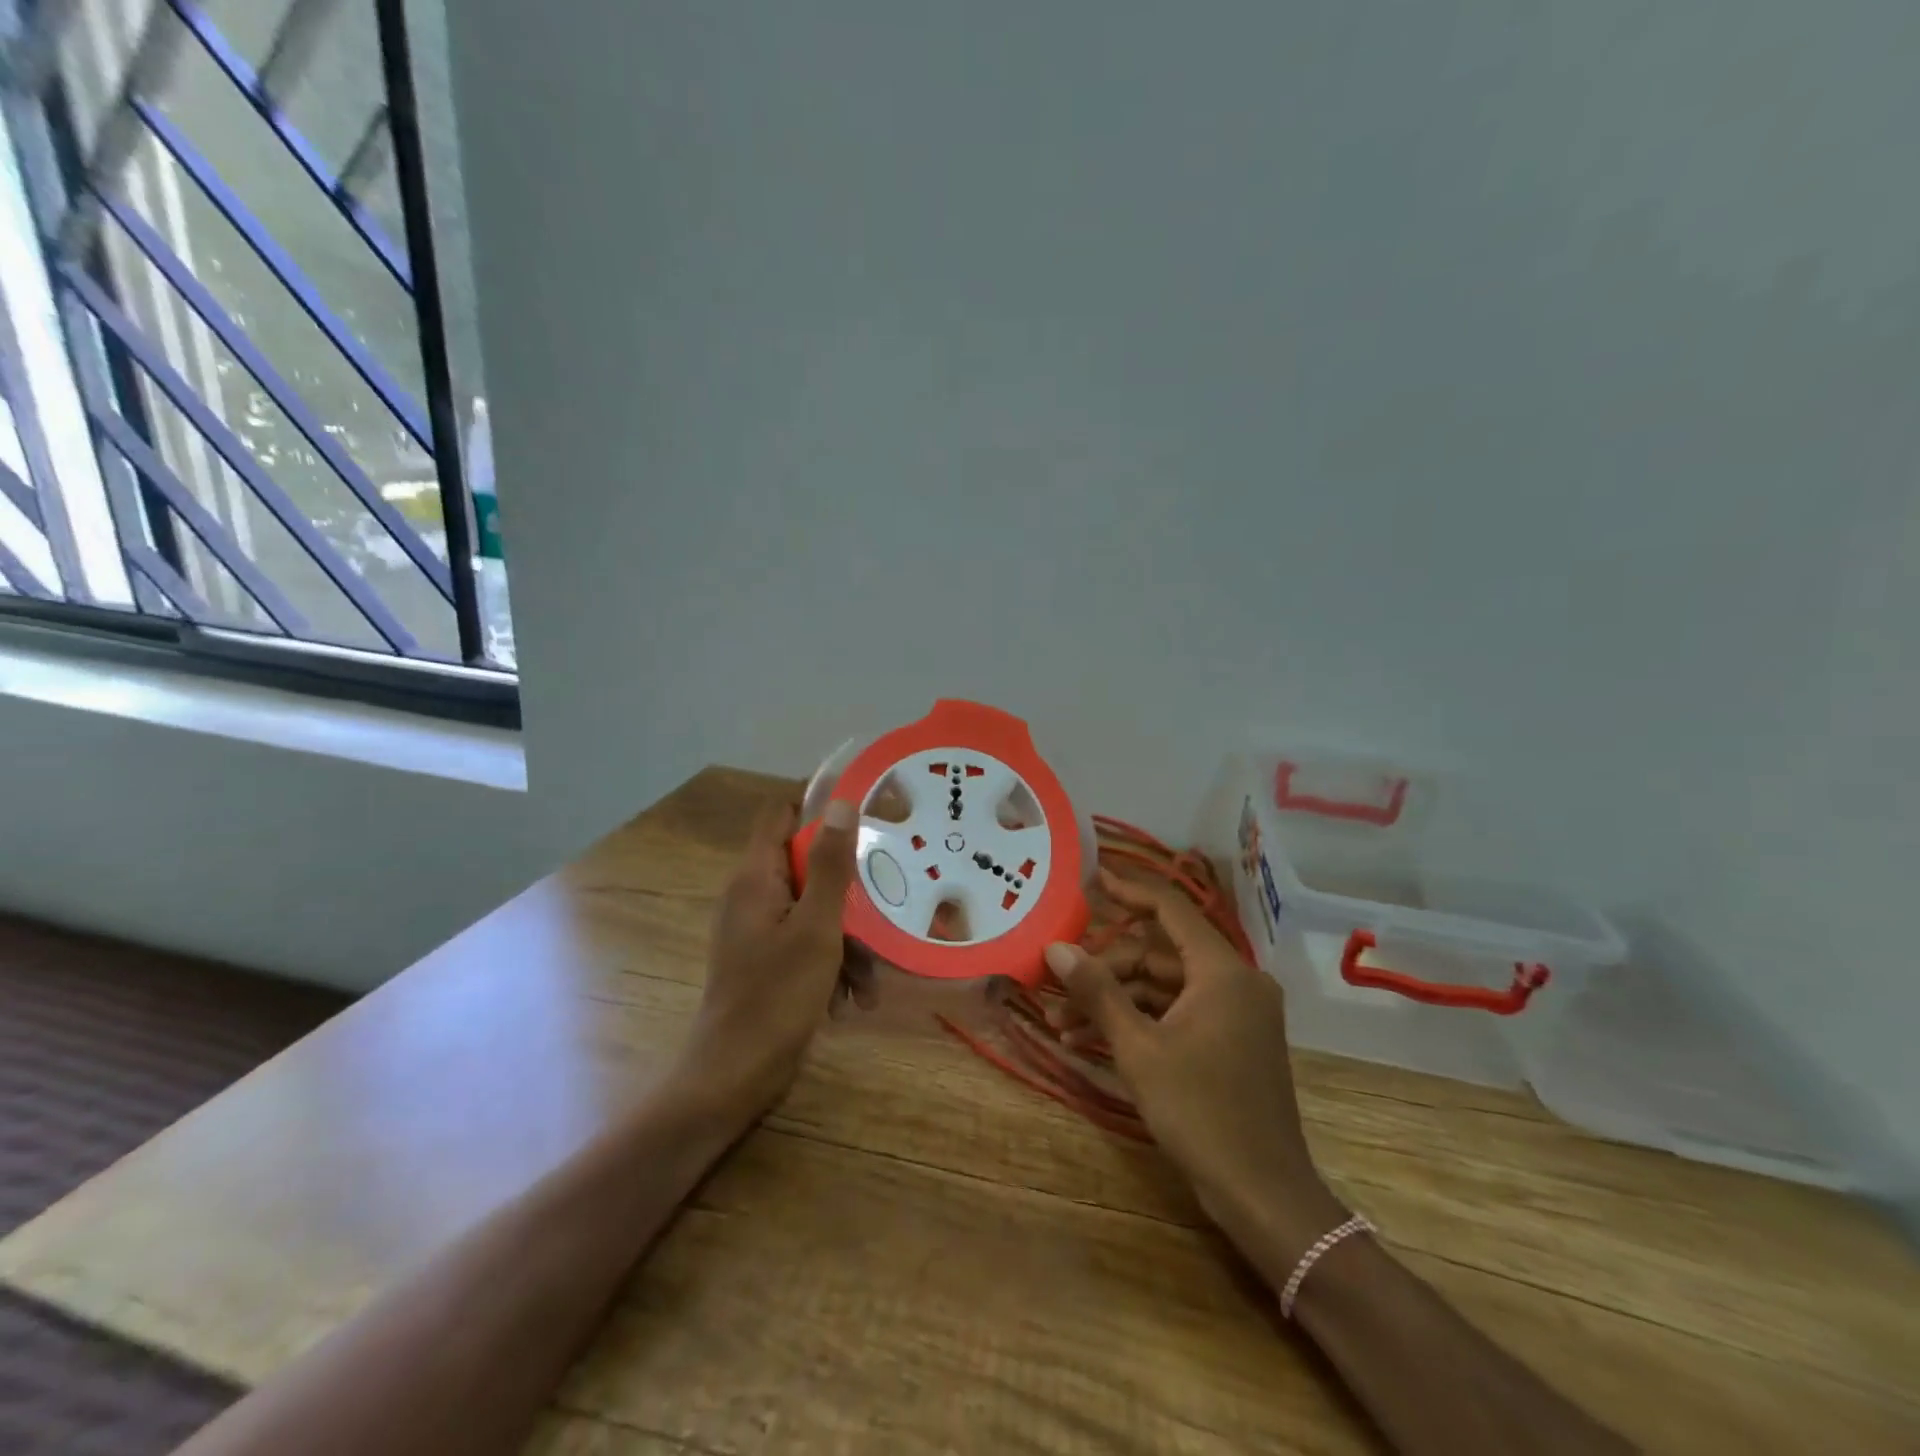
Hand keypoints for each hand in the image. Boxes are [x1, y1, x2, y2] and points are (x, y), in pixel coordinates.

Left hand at [678, 798, 861, 1118]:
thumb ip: (830, 865)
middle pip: (807, 865)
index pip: (781, 814)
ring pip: (814, 909)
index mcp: (755, 877)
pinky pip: (807, 943)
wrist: (733, 1077)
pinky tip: (851, 1000)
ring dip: (847, 939)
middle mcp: (753, 895)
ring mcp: (759, 930)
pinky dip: (832, 964)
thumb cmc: (776, 996)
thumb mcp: (816, 927)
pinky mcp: (767, 961)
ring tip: (869, 980)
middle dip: (848, 892)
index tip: (865, 814)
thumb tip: (840, 803)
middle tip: (885, 903)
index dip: (818, 806)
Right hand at [1045, 870, 1347, 1283]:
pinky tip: (1090, 1040)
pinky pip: (1177, 1013)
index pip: (1171, 909)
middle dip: (1105, 969)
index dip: (1129, 890)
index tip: (1091, 880)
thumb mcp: (1138, 1049)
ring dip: (1114, 1000)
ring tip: (1061, 1022)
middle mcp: (1235, 981)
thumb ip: (1097, 992)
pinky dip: (1138, 1021)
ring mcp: (1235, 1013)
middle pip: (1158, 954)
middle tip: (1057, 983)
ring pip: (1163, 987)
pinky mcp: (1230, 1040)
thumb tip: (1056, 948)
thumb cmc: (1200, 1112)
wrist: (1263, 1194)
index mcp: (1222, 971)